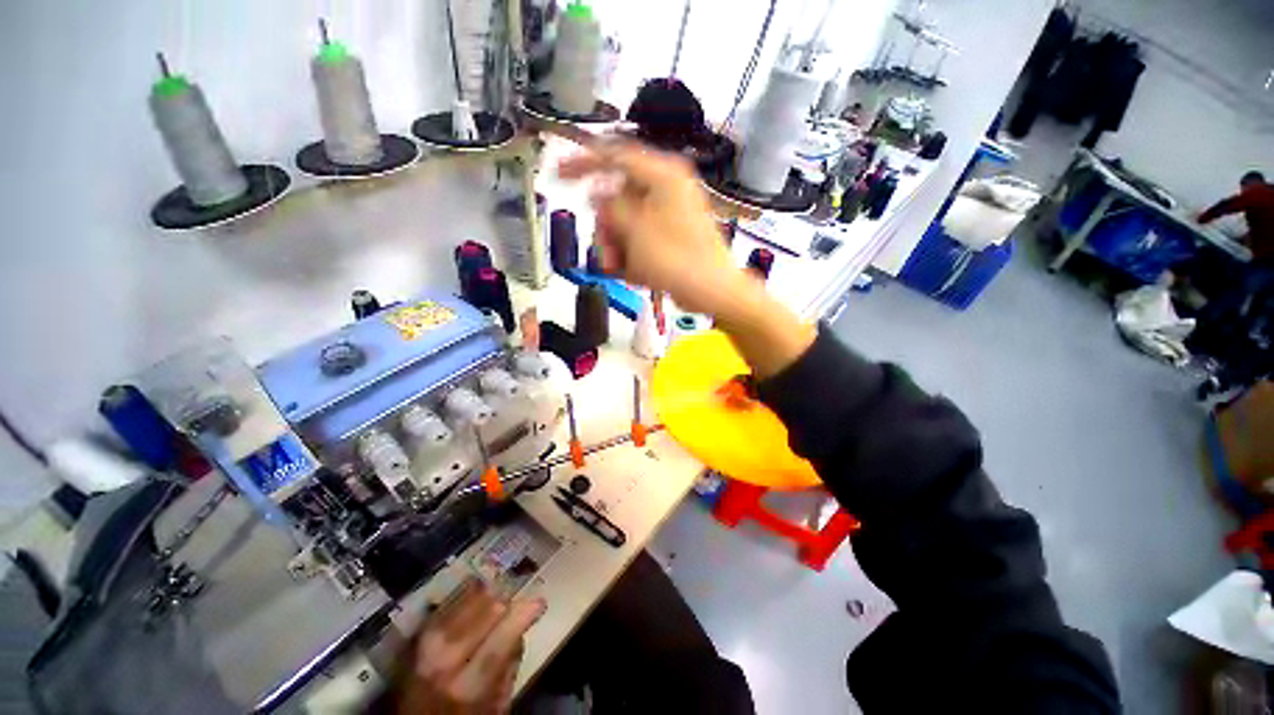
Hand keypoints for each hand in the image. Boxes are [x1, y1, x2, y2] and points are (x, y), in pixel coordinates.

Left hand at [388, 579, 544, 713]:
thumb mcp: (496, 706)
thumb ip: (508, 669)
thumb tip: (521, 627)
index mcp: (468, 688)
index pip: (500, 640)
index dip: (523, 616)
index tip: (539, 603)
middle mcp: (443, 664)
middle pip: (483, 613)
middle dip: (505, 602)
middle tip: (516, 602)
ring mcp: (424, 648)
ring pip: (463, 602)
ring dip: (485, 594)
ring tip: (497, 593)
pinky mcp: (413, 639)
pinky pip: (445, 605)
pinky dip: (463, 596)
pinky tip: (473, 592)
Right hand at [557, 142, 746, 316]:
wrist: (712, 291)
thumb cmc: (677, 260)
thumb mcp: (635, 230)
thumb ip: (610, 207)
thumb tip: (598, 195)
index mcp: (663, 175)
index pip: (614, 155)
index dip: (583, 162)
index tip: (559, 172)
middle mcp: (667, 189)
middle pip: (618, 196)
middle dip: (607, 227)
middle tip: (606, 252)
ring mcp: (669, 214)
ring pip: (627, 221)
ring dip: (617, 246)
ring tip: (620, 268)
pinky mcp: (671, 236)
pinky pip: (641, 238)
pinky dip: (633, 255)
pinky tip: (636, 273)